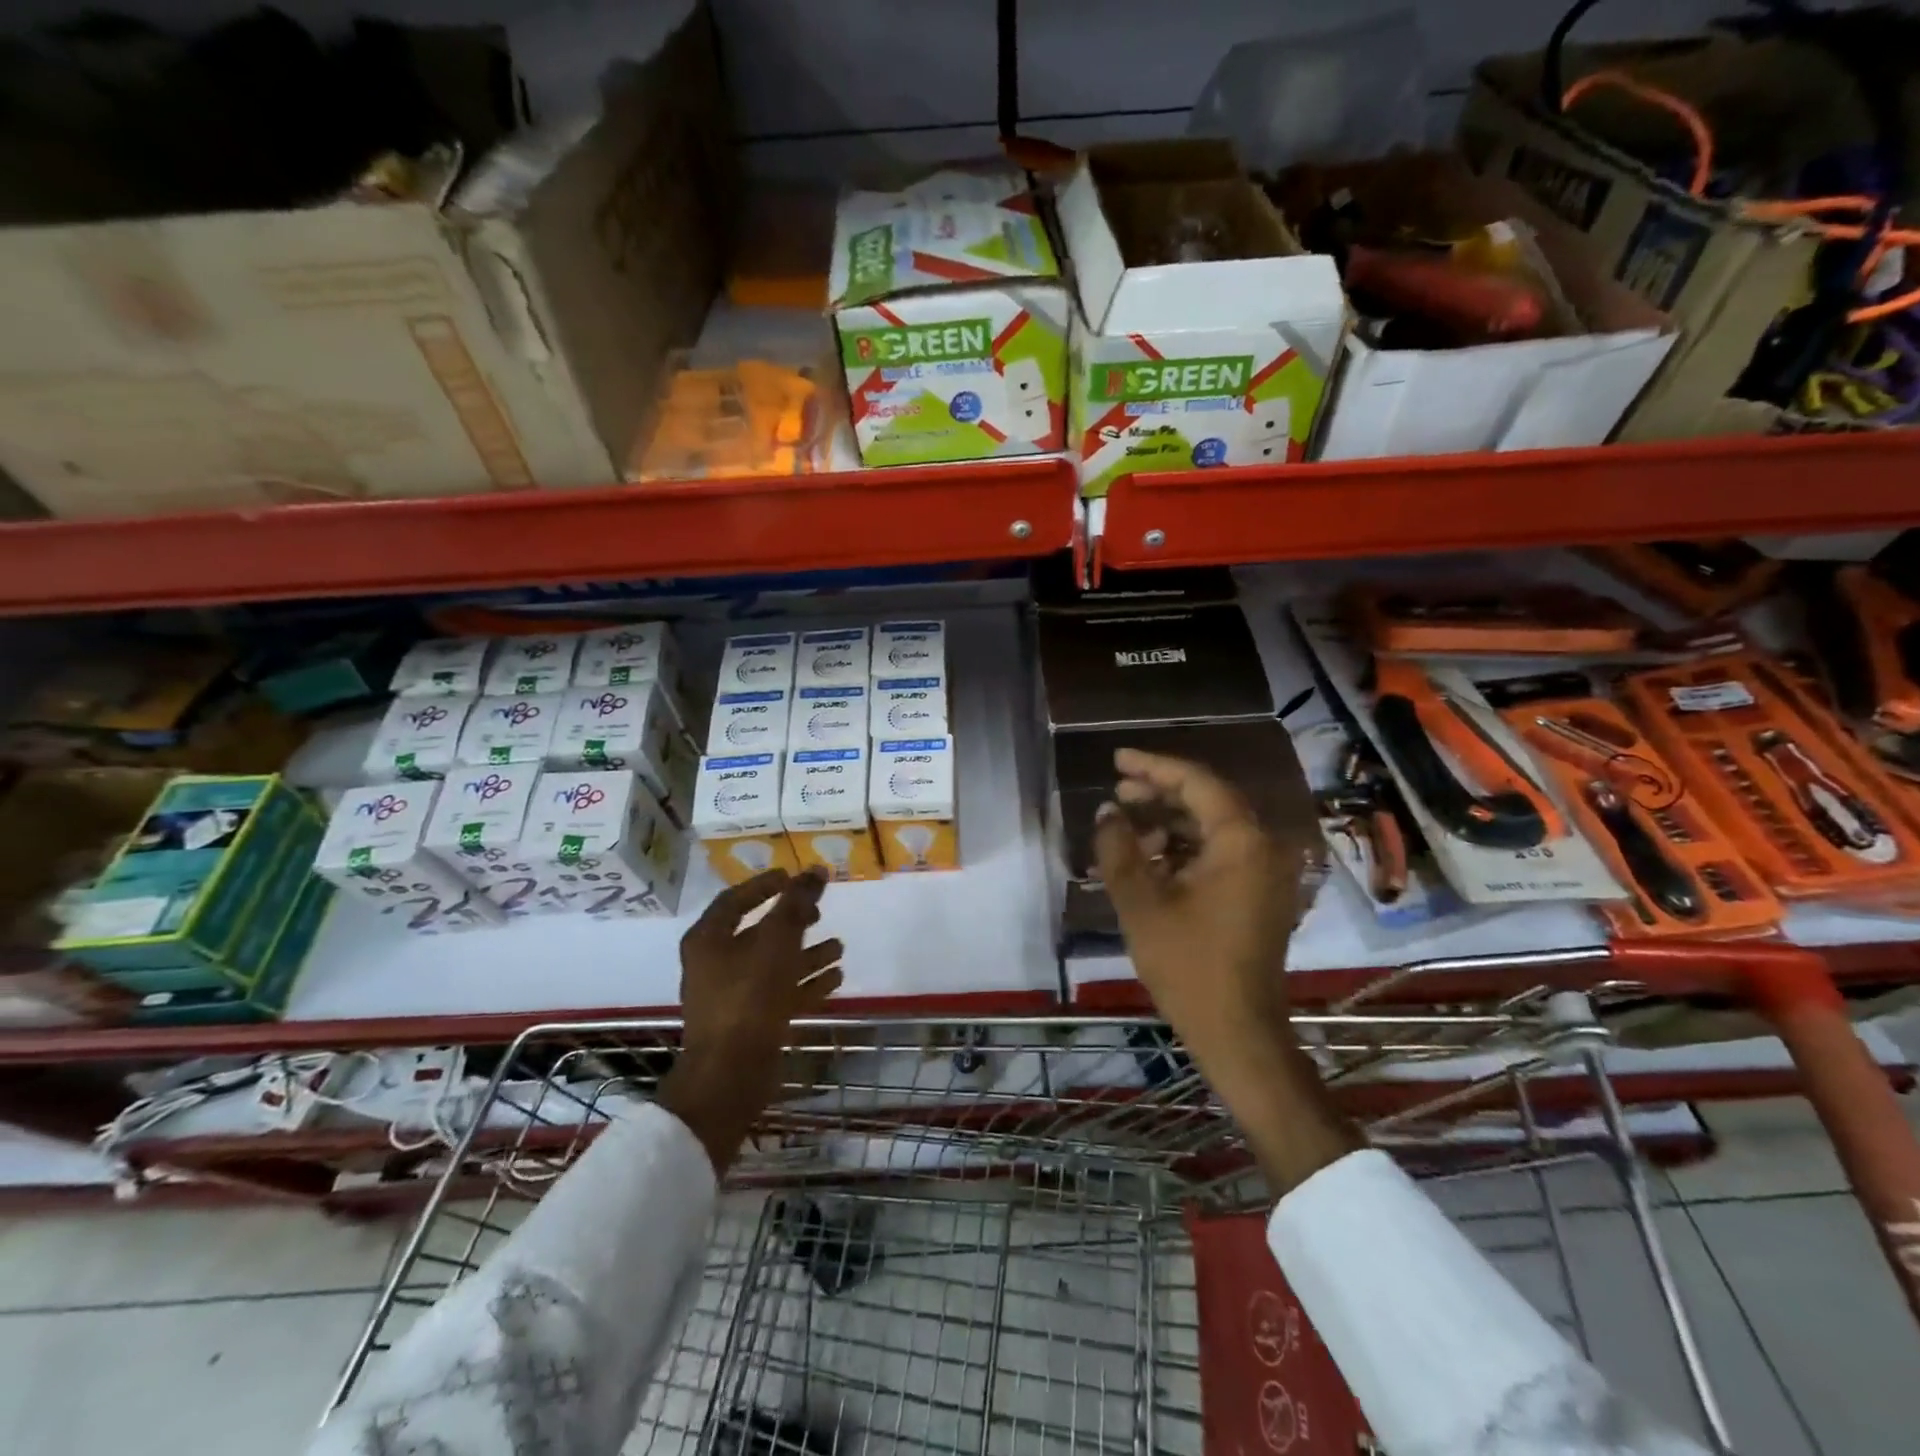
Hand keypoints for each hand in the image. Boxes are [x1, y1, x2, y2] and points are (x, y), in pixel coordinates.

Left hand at [658, 868, 842, 1171]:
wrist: (730, 1075)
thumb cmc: (749, 996)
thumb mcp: (778, 940)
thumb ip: (797, 903)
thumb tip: (817, 870)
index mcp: (709, 939)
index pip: (735, 900)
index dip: (764, 886)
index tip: (792, 877)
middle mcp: (715, 965)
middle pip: (757, 933)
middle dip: (792, 922)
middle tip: (819, 912)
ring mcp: (731, 997)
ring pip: (773, 965)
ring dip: (806, 954)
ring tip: (839, 947)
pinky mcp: (749, 1024)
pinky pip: (781, 994)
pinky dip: (806, 983)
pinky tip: (836, 977)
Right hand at [1093, 749, 1358, 1191]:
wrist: (1237, 1033)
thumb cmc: (1188, 966)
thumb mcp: (1141, 903)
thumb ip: (1119, 848)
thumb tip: (1106, 813)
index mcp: (1242, 841)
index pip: (1197, 782)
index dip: (1153, 766)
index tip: (1117, 759)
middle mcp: (1264, 847)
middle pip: (1208, 800)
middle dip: (1160, 792)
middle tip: (1118, 791)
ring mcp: (1267, 872)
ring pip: (1213, 827)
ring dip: (1170, 821)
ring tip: (1126, 826)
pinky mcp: (1261, 895)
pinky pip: (1221, 853)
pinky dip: (1184, 848)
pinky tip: (1149, 858)